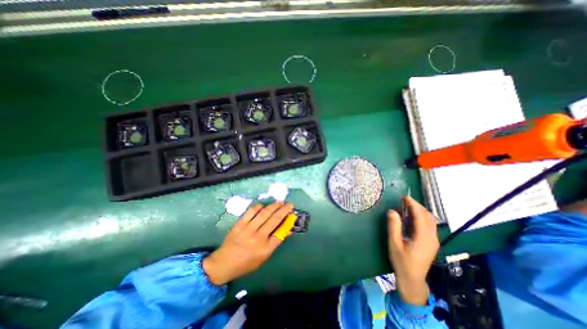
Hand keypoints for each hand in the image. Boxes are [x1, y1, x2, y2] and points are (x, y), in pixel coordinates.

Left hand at [204, 201, 293, 285]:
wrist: (224, 263)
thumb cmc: (246, 263)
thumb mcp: (264, 257)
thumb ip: (275, 242)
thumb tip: (286, 229)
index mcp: (265, 249)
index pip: (281, 232)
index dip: (288, 222)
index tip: (293, 215)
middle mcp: (258, 238)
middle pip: (275, 220)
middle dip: (284, 210)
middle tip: (290, 204)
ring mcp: (248, 230)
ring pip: (264, 213)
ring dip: (274, 206)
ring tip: (280, 202)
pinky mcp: (239, 224)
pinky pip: (251, 212)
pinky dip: (259, 206)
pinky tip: (264, 205)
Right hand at [389, 195, 436, 305]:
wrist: (412, 279)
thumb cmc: (401, 261)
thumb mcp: (394, 243)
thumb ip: (394, 226)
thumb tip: (392, 211)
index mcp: (423, 237)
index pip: (421, 216)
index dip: (413, 204)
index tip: (405, 197)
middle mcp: (432, 237)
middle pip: (429, 216)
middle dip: (418, 206)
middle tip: (405, 200)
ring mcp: (434, 241)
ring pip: (431, 221)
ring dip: (421, 211)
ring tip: (408, 206)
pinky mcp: (432, 243)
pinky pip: (430, 225)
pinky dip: (422, 217)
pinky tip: (413, 217)